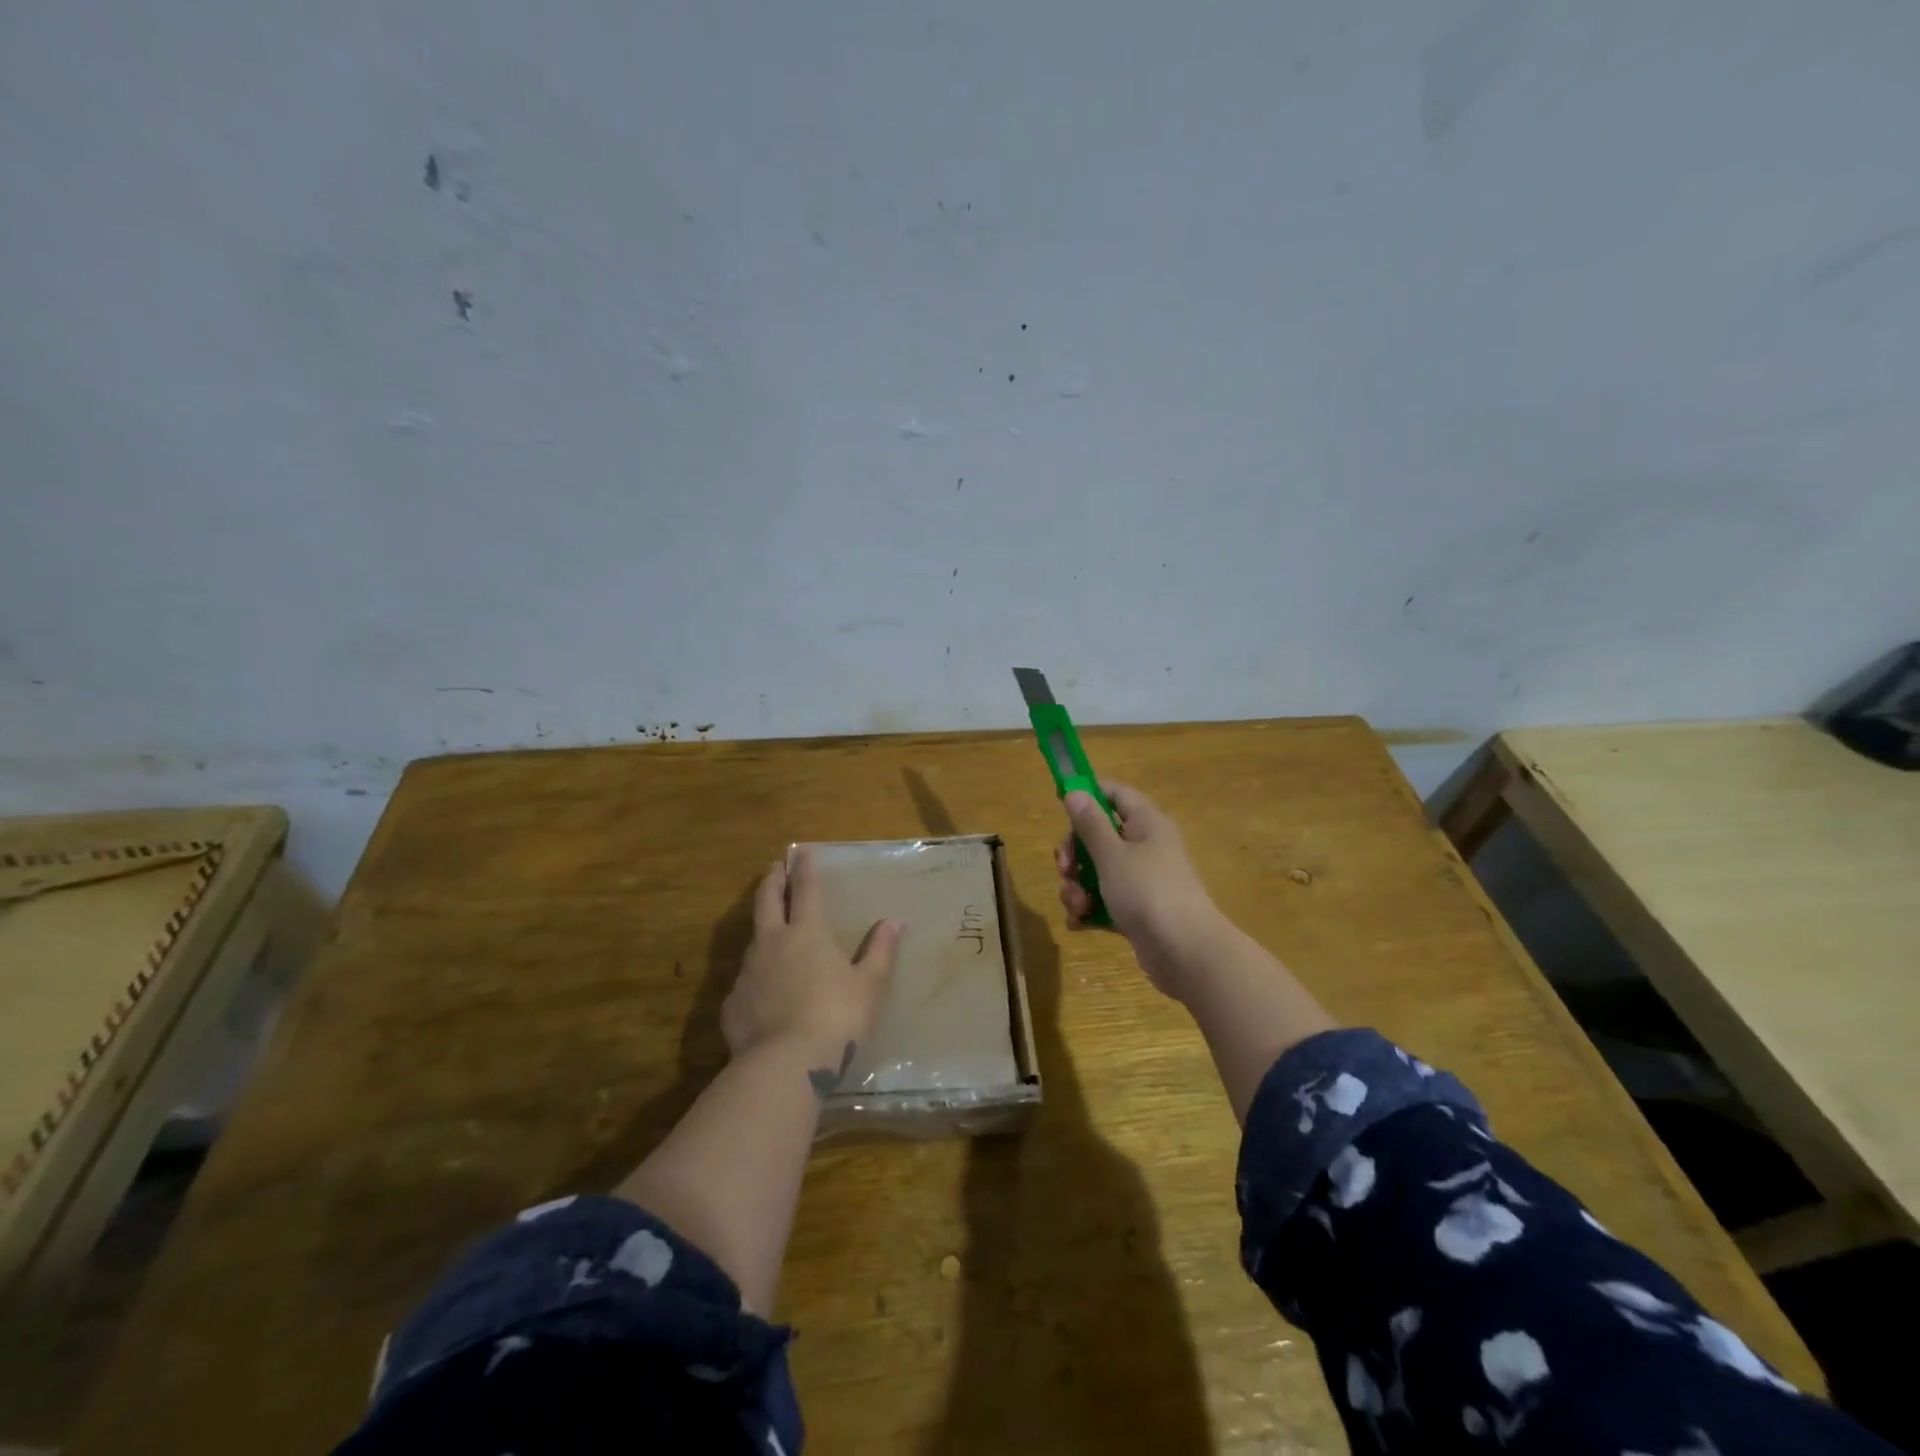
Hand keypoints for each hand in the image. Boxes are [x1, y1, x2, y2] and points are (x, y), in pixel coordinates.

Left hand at [722, 850, 903, 1087]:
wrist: (785, 1065)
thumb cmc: (837, 1018)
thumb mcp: (870, 985)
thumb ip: (881, 951)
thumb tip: (895, 921)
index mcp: (807, 933)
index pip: (806, 890)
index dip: (804, 869)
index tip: (800, 851)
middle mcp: (773, 943)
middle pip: (768, 901)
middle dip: (772, 881)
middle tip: (775, 868)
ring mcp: (748, 973)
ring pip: (753, 939)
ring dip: (762, 926)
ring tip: (769, 927)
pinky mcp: (733, 1003)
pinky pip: (745, 981)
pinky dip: (756, 975)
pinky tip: (762, 990)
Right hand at [1056, 781, 1227, 1001]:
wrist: (1185, 952)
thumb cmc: (1148, 892)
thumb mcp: (1112, 855)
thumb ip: (1090, 824)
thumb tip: (1074, 790)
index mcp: (1146, 823)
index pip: (1115, 794)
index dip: (1088, 796)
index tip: (1061, 807)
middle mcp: (1145, 846)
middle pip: (1099, 835)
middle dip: (1074, 854)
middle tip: (1064, 869)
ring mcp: (1142, 880)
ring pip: (1098, 871)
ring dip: (1078, 886)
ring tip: (1076, 906)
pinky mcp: (1137, 910)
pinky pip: (1105, 900)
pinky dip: (1090, 909)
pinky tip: (1078, 923)